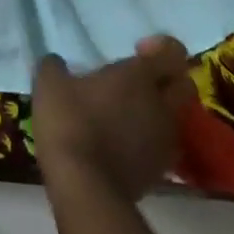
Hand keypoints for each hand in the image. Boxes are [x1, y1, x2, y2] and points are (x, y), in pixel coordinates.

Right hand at [33, 35, 197, 202]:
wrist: (85, 187)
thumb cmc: (70, 123)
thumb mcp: (49, 85)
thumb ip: (55, 67)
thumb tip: (56, 63)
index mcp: (140, 77)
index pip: (173, 52)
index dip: (160, 47)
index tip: (136, 51)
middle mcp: (161, 105)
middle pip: (183, 85)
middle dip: (166, 79)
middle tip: (136, 82)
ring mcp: (165, 140)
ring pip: (173, 116)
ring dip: (156, 111)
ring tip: (124, 114)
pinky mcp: (159, 170)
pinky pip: (161, 144)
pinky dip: (147, 139)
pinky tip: (120, 142)